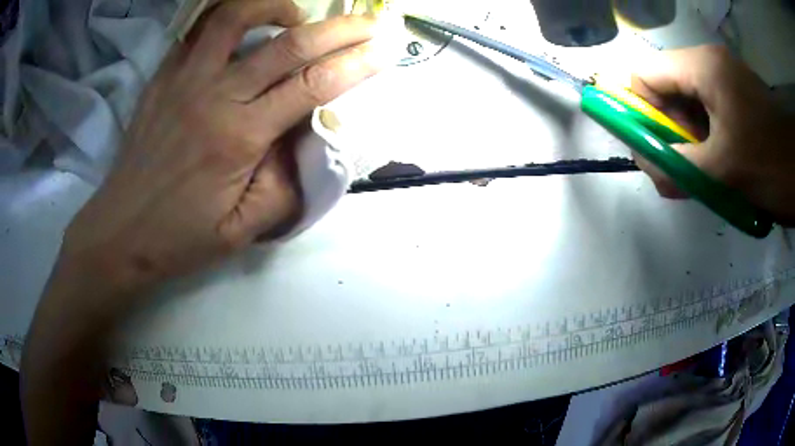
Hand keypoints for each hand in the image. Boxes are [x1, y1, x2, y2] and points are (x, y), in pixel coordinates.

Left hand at [60, 0, 384, 302]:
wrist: (120, 231)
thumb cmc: (179, 238)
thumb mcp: (241, 230)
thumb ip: (285, 185)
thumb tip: (307, 139)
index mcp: (239, 138)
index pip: (312, 86)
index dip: (357, 64)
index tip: (386, 51)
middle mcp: (214, 96)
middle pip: (288, 43)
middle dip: (340, 28)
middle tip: (368, 22)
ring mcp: (183, 79)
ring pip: (234, 16)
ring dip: (276, 6)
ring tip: (295, 17)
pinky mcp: (163, 77)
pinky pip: (197, 29)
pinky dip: (228, 16)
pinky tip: (242, 26)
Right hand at [631, 45, 794, 224]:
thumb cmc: (769, 166)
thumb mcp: (723, 172)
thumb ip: (676, 167)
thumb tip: (643, 165)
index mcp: (702, 66)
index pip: (646, 74)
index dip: (644, 110)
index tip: (660, 147)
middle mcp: (710, 61)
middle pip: (667, 85)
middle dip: (671, 127)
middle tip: (688, 164)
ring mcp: (727, 75)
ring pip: (688, 98)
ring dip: (690, 134)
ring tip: (708, 167)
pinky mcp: (739, 92)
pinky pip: (709, 106)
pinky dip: (707, 133)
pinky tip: (720, 158)